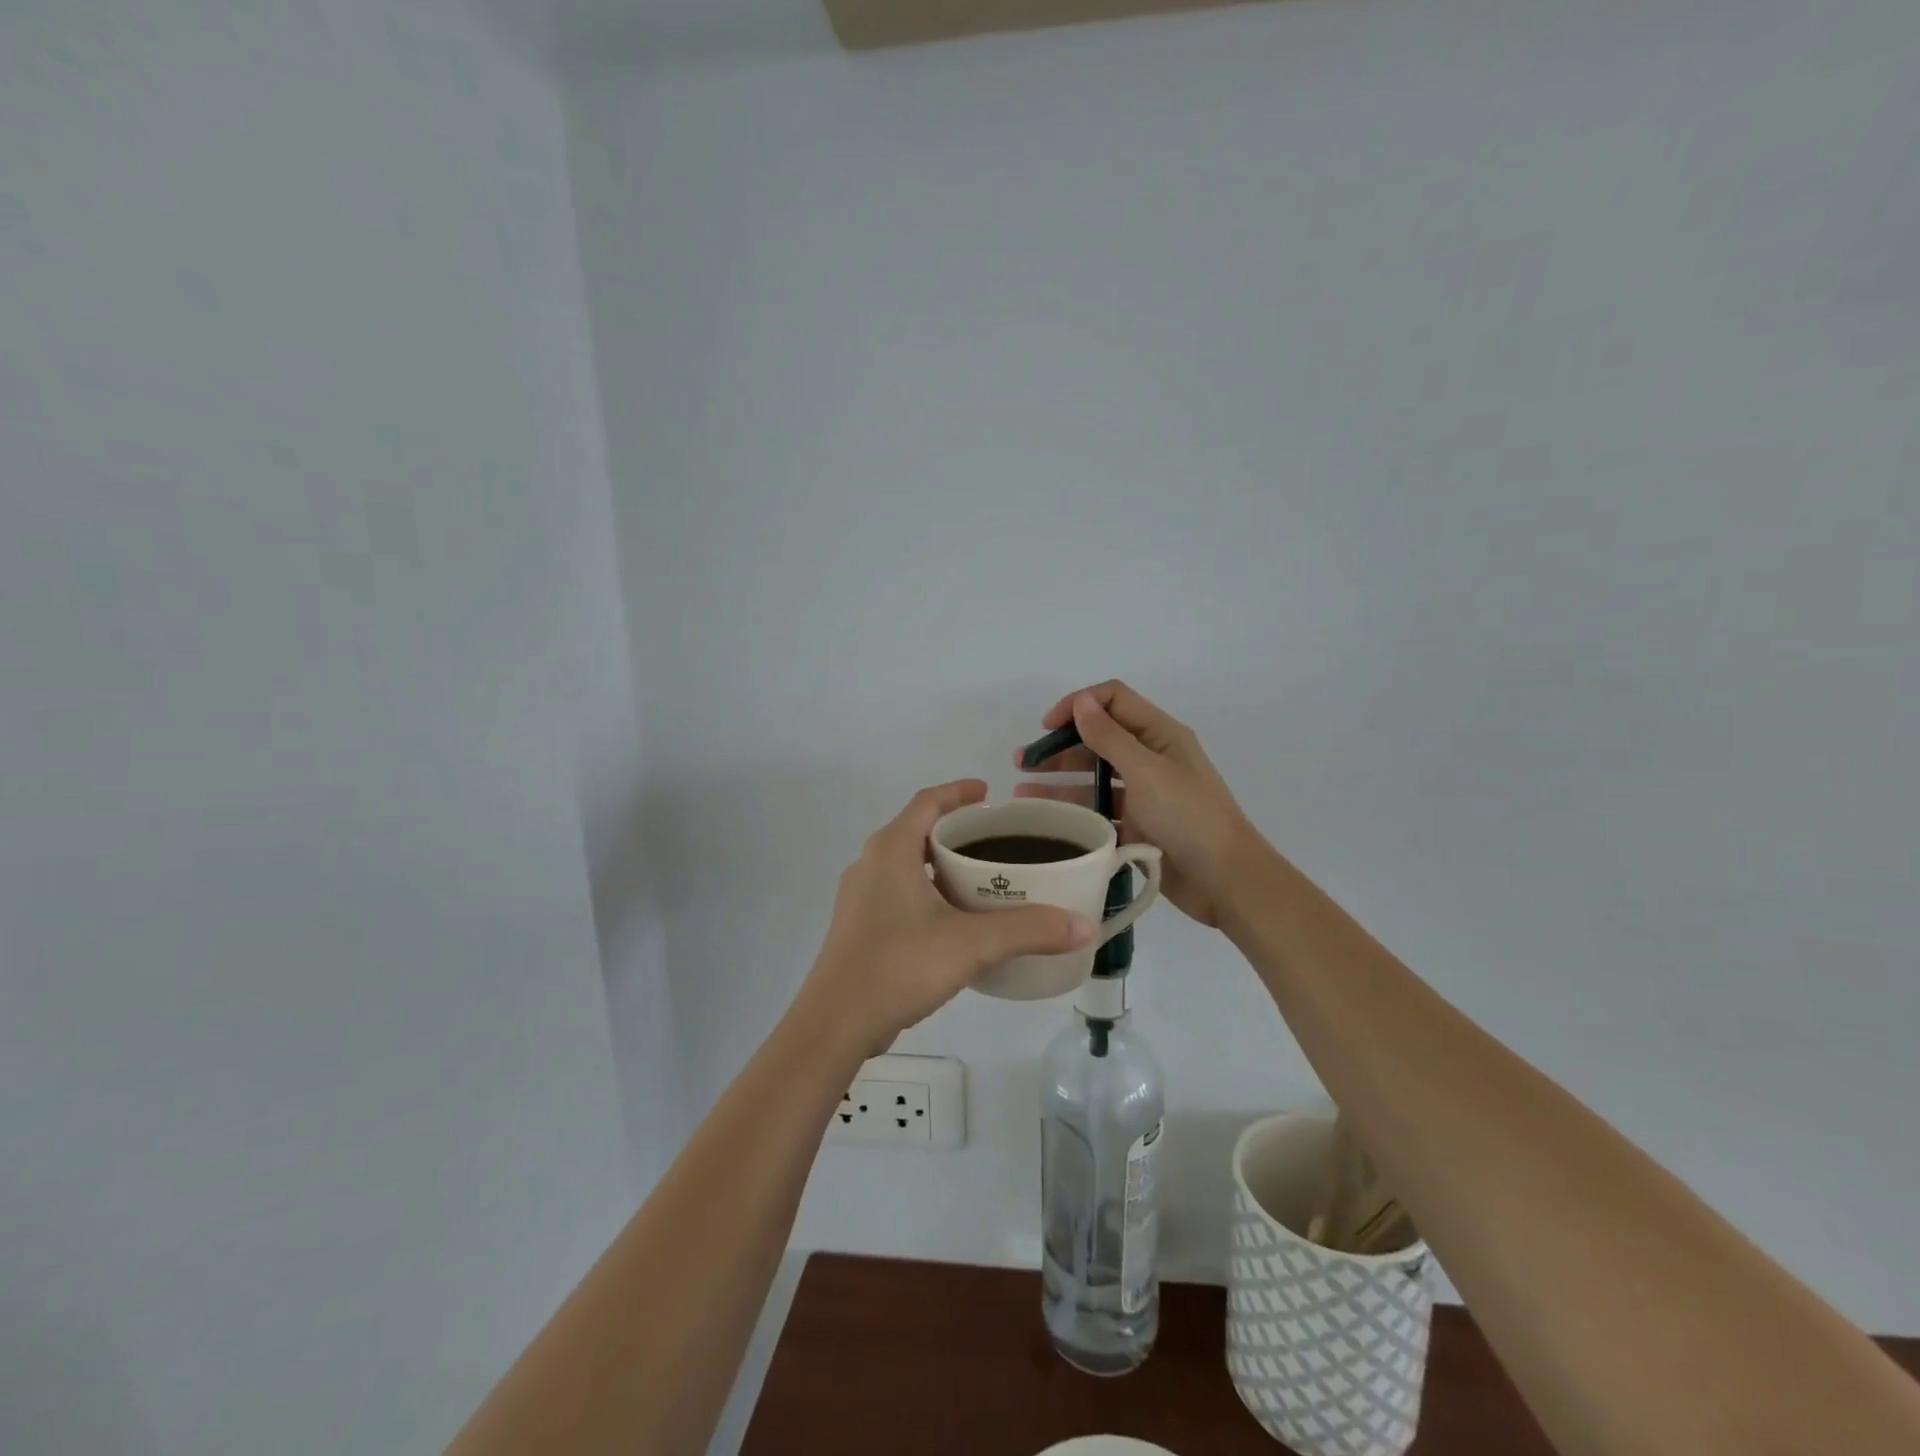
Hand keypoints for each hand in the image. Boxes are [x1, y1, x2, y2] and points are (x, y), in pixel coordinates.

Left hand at [802, 781, 1094, 1052]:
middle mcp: (870, 864)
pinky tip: (953, 920)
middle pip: (916, 830)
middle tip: (996, 840)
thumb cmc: (900, 965)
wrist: (835, 1024)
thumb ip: (1029, 930)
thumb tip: (1083, 926)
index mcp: (891, 849)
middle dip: (955, 830)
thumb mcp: (972, 944)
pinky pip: (899, 893)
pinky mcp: (859, 928)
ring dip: (940, 864)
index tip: (989, 792)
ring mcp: (860, 898)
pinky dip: (928, 892)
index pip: (927, 801)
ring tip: (981, 878)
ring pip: (906, 865)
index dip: (958, 792)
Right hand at [1017, 681, 1263, 928]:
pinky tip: (1045, 820)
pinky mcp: (1136, 825)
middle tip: (1022, 762)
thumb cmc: (1189, 818)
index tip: (1046, 727)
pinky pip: (1098, 811)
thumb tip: (1080, 702)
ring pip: (1093, 777)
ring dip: (1059, 780)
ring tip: (1022, 793)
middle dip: (1059, 745)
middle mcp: (1150, 758)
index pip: (1113, 700)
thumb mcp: (1148, 772)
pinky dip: (1073, 811)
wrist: (1225, 881)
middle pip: (1098, 738)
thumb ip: (1110, 737)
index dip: (1078, 705)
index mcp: (1160, 735)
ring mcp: (1143, 794)